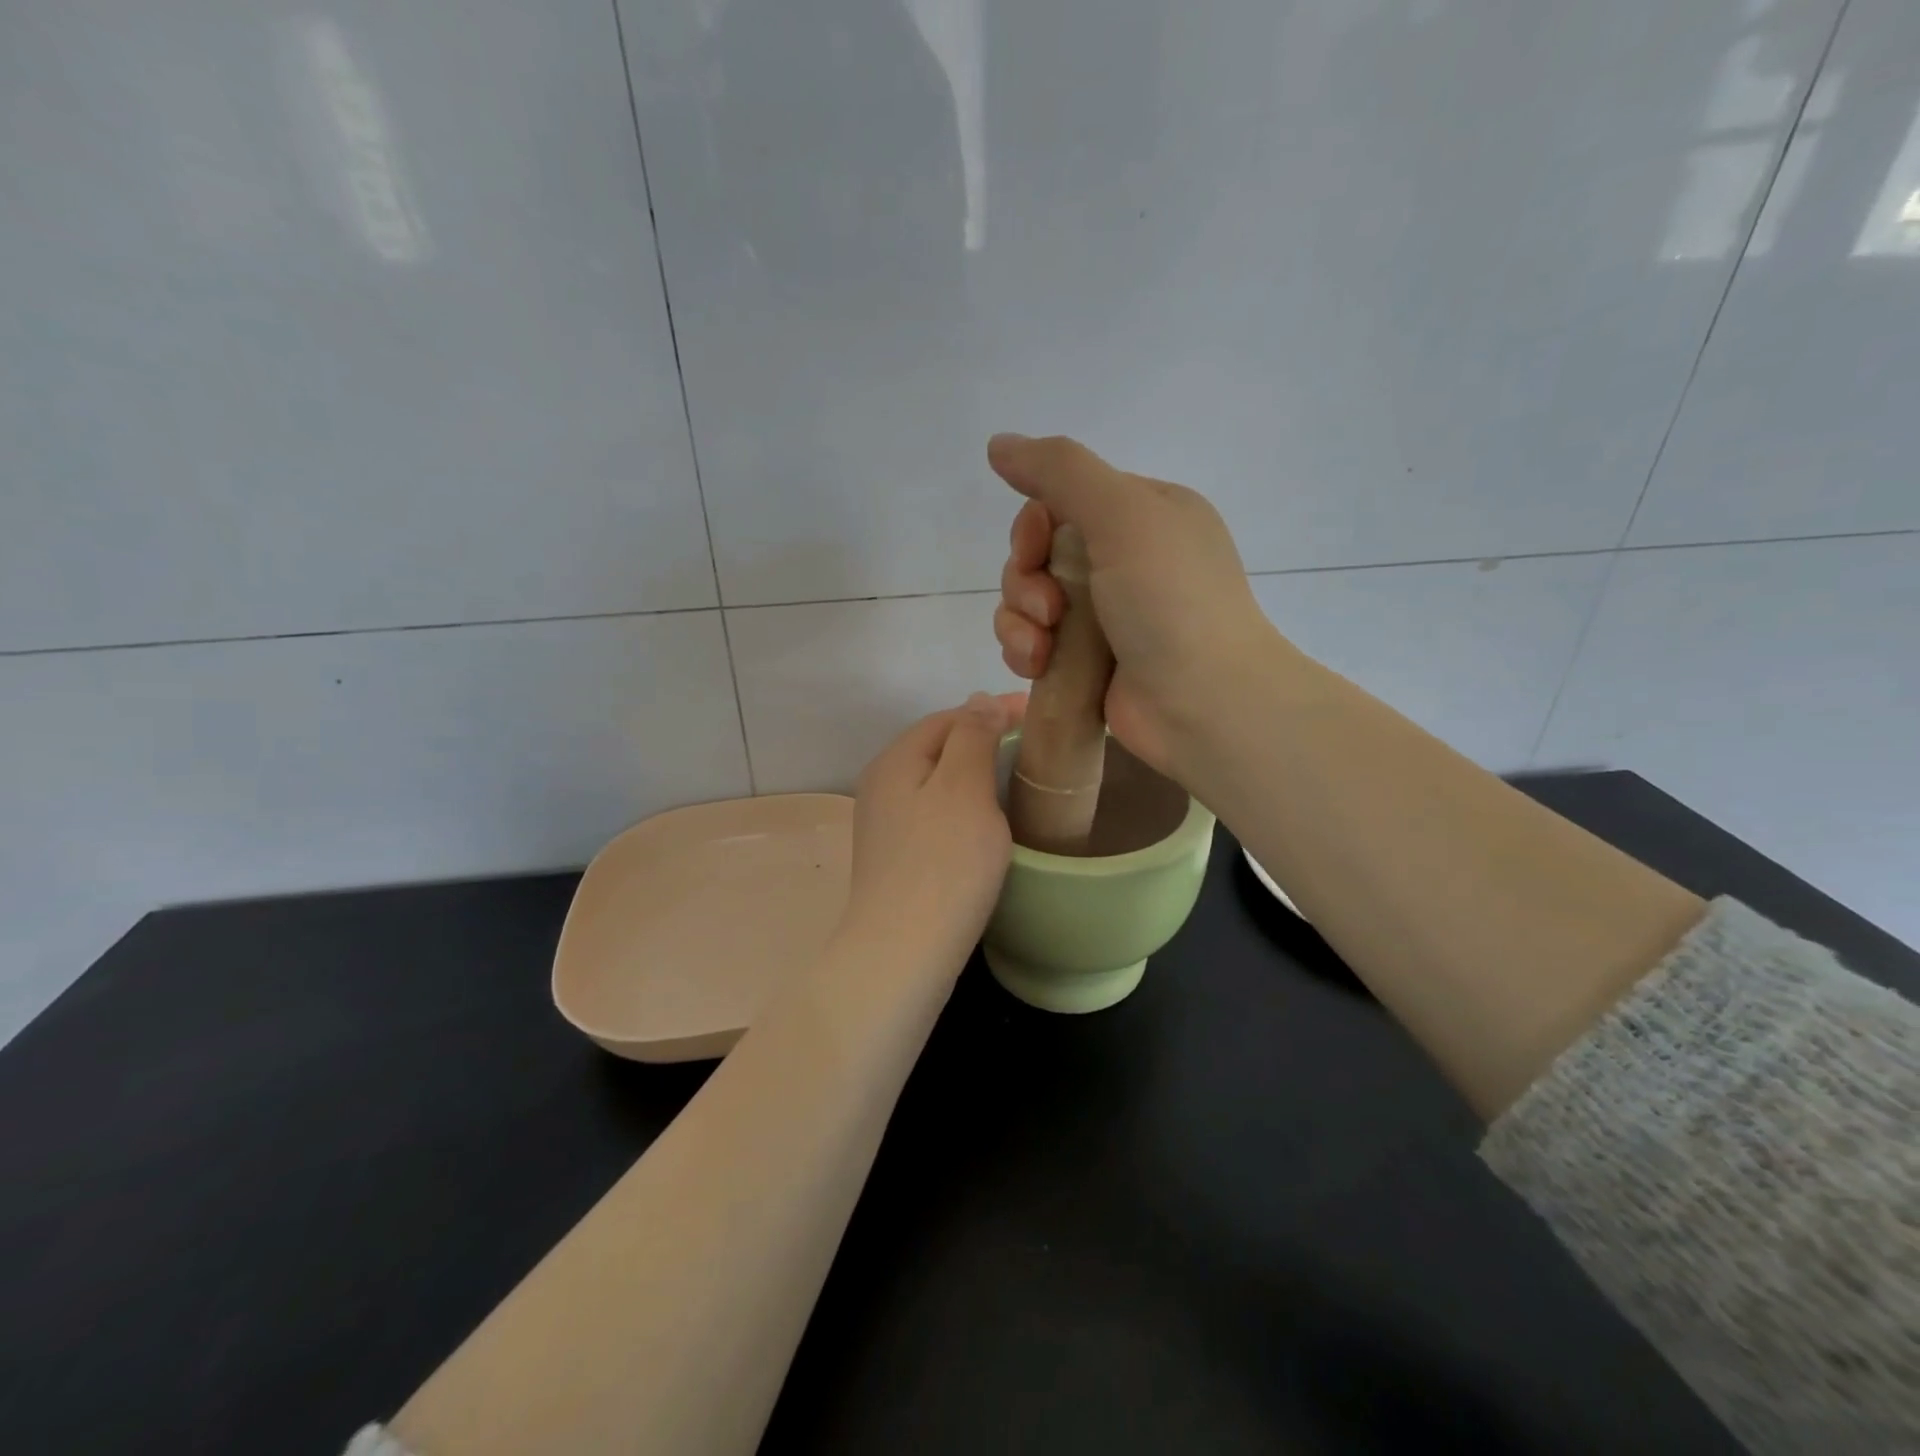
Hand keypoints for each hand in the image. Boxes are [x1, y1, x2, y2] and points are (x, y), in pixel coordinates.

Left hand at [840, 692, 1026, 969]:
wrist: (904, 952)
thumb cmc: (943, 863)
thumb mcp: (964, 787)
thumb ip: (972, 737)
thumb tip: (979, 702)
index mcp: (894, 760)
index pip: (948, 717)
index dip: (992, 710)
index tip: (1037, 714)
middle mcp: (881, 785)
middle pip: (938, 747)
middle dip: (982, 738)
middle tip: (1031, 743)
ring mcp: (886, 824)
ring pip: (937, 782)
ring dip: (974, 773)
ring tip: (1015, 776)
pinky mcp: (897, 857)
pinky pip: (936, 813)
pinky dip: (964, 805)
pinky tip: (986, 820)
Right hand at [988, 433, 1279, 777]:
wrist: (1204, 705)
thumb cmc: (1171, 602)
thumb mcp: (1124, 515)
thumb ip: (1061, 471)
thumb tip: (998, 443)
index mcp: (1144, 514)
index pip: (1063, 499)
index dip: (1035, 524)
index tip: (1036, 549)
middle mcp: (1125, 560)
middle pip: (1039, 553)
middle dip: (1025, 579)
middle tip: (1047, 608)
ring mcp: (1106, 615)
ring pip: (1028, 600)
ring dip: (1019, 619)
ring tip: (1040, 647)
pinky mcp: (1086, 661)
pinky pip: (1033, 641)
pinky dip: (1025, 649)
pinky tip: (1037, 666)